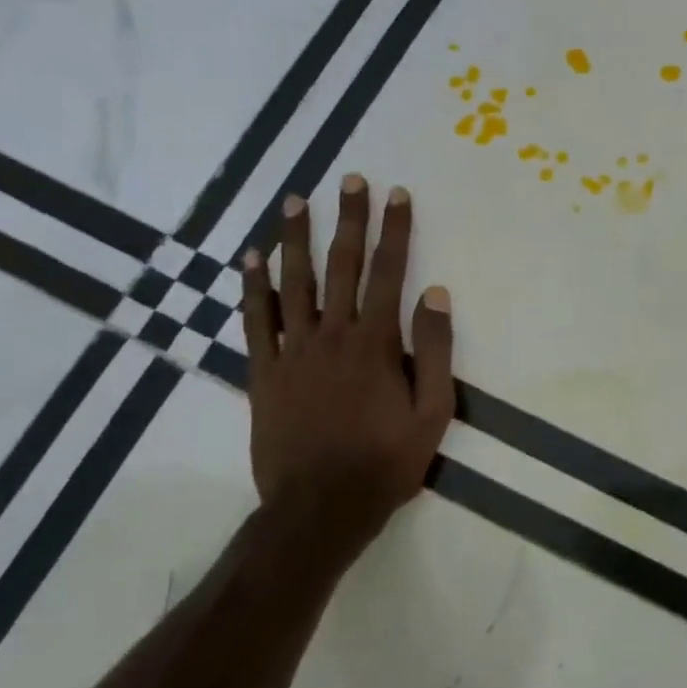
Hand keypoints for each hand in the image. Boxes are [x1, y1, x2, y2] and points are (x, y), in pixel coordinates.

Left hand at [241, 176, 453, 545]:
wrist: (320, 508)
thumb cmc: (385, 461)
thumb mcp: (433, 412)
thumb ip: (434, 350)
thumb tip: (435, 293)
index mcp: (376, 342)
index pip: (390, 272)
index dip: (395, 230)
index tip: (397, 194)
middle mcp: (332, 335)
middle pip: (341, 265)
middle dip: (348, 219)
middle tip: (349, 179)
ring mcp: (292, 351)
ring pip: (293, 282)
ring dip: (296, 238)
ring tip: (296, 200)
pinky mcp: (264, 372)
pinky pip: (256, 320)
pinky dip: (253, 287)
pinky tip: (252, 257)